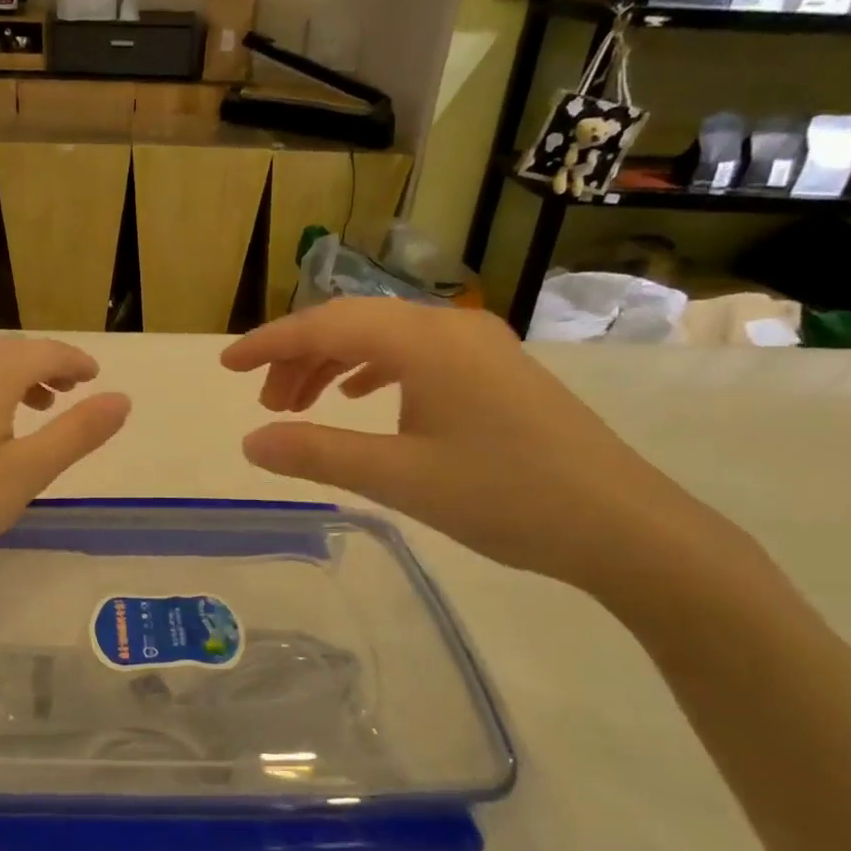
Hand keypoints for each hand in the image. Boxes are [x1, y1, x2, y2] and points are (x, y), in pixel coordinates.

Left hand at [0, 337, 130, 592]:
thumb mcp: (25, 474)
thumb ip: (77, 433)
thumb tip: (122, 398)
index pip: (44, 351)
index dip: (74, 361)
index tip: (96, 377)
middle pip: (10, 351)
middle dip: (45, 366)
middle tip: (70, 392)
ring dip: (13, 377)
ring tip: (34, 408)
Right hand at [222, 299, 733, 594]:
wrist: (626, 527)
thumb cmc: (506, 497)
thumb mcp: (398, 478)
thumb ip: (317, 454)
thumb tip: (251, 443)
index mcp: (423, 340)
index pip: (325, 325)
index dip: (269, 344)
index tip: (225, 367)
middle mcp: (449, 326)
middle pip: (351, 324)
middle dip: (299, 358)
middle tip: (266, 404)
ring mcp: (477, 345)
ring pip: (383, 338)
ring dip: (334, 366)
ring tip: (303, 407)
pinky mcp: (494, 369)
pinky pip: (414, 354)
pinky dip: (373, 372)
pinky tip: (361, 399)